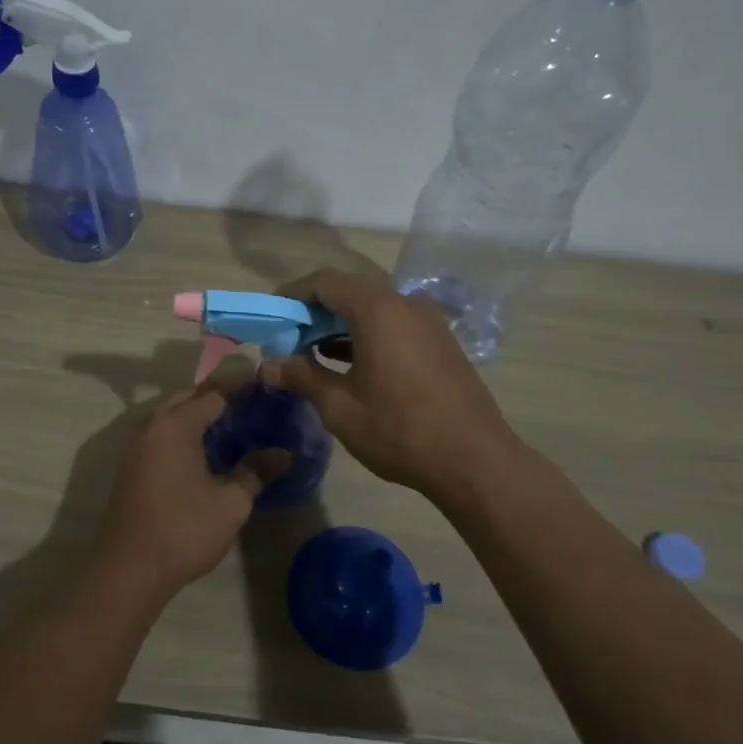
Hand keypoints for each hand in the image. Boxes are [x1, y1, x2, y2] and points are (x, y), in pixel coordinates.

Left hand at [94, 380, 290, 599]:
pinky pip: (161, 435)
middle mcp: (151, 426)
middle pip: (187, 397)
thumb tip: (283, 455)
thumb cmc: (184, 530)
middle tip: (249, 402)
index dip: (241, 386)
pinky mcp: (130, 467)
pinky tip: (203, 450)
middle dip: (216, 395)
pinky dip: (183, 432)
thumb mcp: (231, 503)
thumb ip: (256, 473)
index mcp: (175, 425)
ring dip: (197, 414)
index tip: (264, 382)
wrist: (128, 570)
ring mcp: (135, 446)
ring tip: (231, 424)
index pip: (214, 393)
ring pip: (170, 415)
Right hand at [260, 268, 520, 500]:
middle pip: (350, 292)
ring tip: (313, 355)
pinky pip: (395, 325)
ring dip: (340, 326)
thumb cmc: (399, 430)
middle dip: (315, 312)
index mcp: (378, 310)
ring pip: (374, 310)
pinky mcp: (441, 343)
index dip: (293, 294)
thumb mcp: (340, 407)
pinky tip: (350, 365)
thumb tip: (267, 365)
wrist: (475, 461)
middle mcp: (405, 304)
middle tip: (289, 340)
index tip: (272, 315)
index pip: (325, 282)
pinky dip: (367, 336)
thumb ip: (301, 376)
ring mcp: (429, 323)